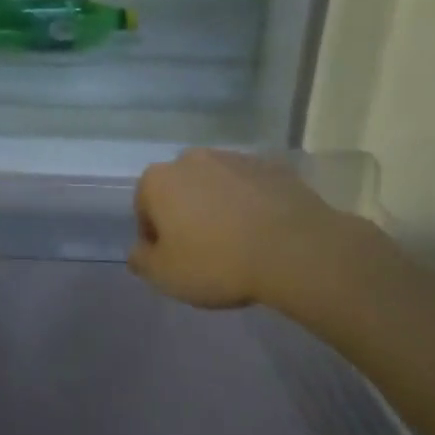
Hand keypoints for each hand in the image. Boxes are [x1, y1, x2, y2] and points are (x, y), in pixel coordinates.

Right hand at [129, 148, 351, 309]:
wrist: (295, 249)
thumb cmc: (218, 262)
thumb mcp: (166, 275)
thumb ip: (142, 260)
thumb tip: (139, 251)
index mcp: (159, 180)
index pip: (144, 208)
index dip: (155, 238)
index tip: (173, 262)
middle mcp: (191, 159)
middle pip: (180, 190)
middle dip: (186, 215)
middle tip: (204, 252)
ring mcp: (234, 158)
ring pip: (215, 186)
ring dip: (218, 208)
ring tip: (237, 243)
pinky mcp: (271, 166)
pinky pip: (250, 188)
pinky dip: (250, 204)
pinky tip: (263, 233)